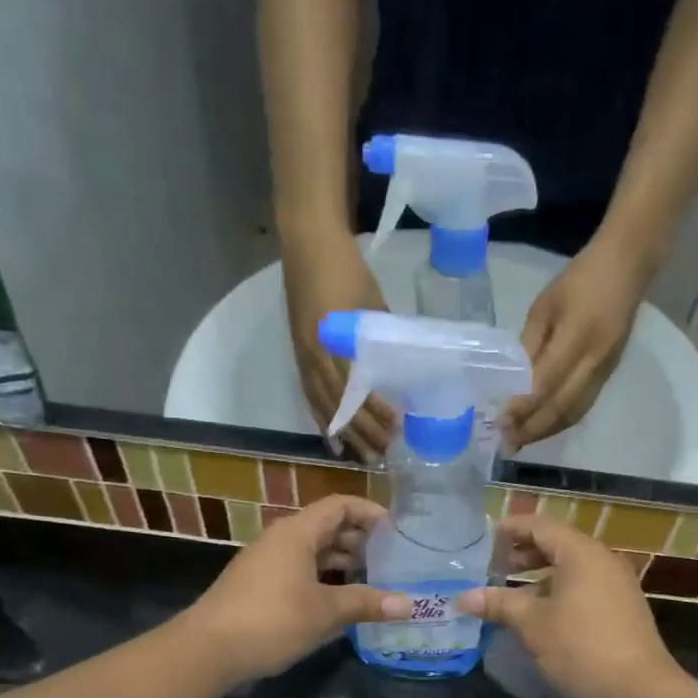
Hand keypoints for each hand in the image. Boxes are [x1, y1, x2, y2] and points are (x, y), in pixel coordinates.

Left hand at [183, 495, 410, 686]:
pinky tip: (340, 601)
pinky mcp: (259, 585)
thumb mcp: (325, 612)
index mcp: (297, 533)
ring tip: (373, 580)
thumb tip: (409, 604)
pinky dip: (323, 578)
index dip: (371, 513)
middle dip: (361, 540)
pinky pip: (299, 570)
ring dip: (343, 562)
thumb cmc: (272, 621)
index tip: (398, 531)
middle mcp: (281, 539)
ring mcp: (267, 562)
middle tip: (392, 559)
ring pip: (313, 551)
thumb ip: (366, 603)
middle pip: (327, 527)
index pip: (340, 505)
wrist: (208, 649)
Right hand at [281, 229, 398, 458]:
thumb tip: (399, 366)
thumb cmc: (345, 267)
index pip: (355, 389)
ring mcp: (303, 357)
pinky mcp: (299, 355)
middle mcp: (314, 356)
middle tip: (383, 454)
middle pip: (338, 405)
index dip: (374, 412)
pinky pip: (309, 397)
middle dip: (362, 432)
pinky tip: (332, 438)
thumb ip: (381, 336)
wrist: (307, 241)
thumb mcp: (372, 301)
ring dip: (343, 433)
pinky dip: (322, 420)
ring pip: (323, 406)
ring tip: (360, 456)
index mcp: (333, 341)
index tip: (395, 428)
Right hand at [461, 514, 677, 697]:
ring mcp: (616, 585)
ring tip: (509, 594)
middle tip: (492, 567)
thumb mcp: (532, 624)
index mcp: (581, 553)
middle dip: (523, 553)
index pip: (540, 526)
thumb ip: (499, 604)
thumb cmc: (581, 647)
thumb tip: (463, 598)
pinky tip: (539, 615)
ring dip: (538, 576)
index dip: (511, 529)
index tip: (484, 539)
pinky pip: (583, 587)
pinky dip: (557, 592)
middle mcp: (602, 560)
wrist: (640, 690)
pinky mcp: (621, 609)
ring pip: (570, 569)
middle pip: (557, 544)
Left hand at [504, 233, 652, 450]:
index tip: (498, 422)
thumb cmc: (579, 280)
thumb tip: (512, 383)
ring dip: (545, 431)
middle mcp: (594, 360)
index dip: (521, 407)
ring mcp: (605, 371)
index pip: (545, 383)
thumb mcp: (544, 306)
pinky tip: (542, 427)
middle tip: (505, 444)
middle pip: (560, 407)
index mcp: (577, 336)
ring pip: (573, 413)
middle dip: (531, 429)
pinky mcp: (609, 375)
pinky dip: (560, 422)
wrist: (628, 267)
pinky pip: (582, 407)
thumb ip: (529, 346)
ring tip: (519, 441)